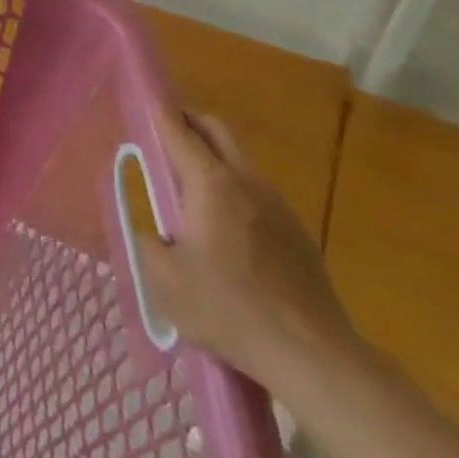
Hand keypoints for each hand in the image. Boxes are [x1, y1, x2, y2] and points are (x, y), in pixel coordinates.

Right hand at [138, 108, 361, 390]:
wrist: (313, 356)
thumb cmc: (228, 310)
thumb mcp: (164, 281)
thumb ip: (146, 245)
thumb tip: (148, 232)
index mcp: (210, 184)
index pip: (179, 131)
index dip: (160, 113)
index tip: (145, 101)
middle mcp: (246, 182)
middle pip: (217, 131)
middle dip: (190, 122)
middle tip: (165, 135)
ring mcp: (278, 206)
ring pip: (240, 162)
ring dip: (214, 160)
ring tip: (190, 192)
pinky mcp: (298, 233)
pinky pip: (258, 196)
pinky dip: (235, 194)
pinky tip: (227, 234)